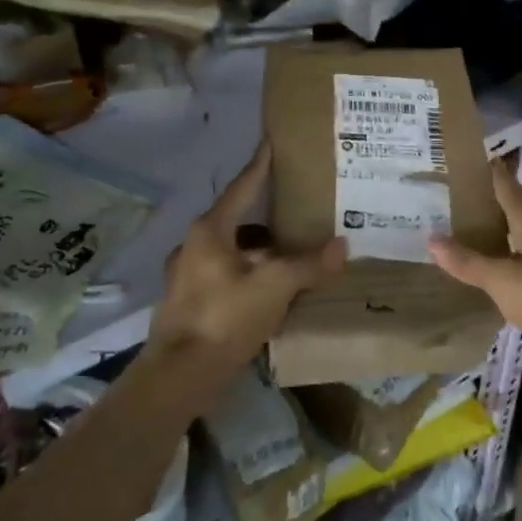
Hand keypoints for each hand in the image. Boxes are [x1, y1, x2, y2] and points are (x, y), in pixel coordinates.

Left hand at [147, 142, 344, 389]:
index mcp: (210, 231)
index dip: (260, 166)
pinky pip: (225, 276)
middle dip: (266, 217)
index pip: (241, 188)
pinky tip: (270, 291)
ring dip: (258, 251)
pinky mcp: (188, 303)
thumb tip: (342, 245)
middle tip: (296, 210)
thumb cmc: (224, 318)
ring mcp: (187, 276)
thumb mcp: (275, 287)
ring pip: (231, 251)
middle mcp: (193, 246)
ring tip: (290, 255)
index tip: (270, 144)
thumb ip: (309, 265)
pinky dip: (248, 275)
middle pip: (236, 221)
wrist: (179, 376)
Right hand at [428, 159, 521, 360]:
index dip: (490, 171)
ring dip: (508, 226)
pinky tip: (504, 268)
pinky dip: (517, 252)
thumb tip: (431, 238)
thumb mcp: (501, 280)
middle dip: (498, 198)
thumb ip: (468, 261)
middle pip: (521, 203)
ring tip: (478, 232)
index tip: (469, 161)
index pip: (506, 184)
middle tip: (465, 200)